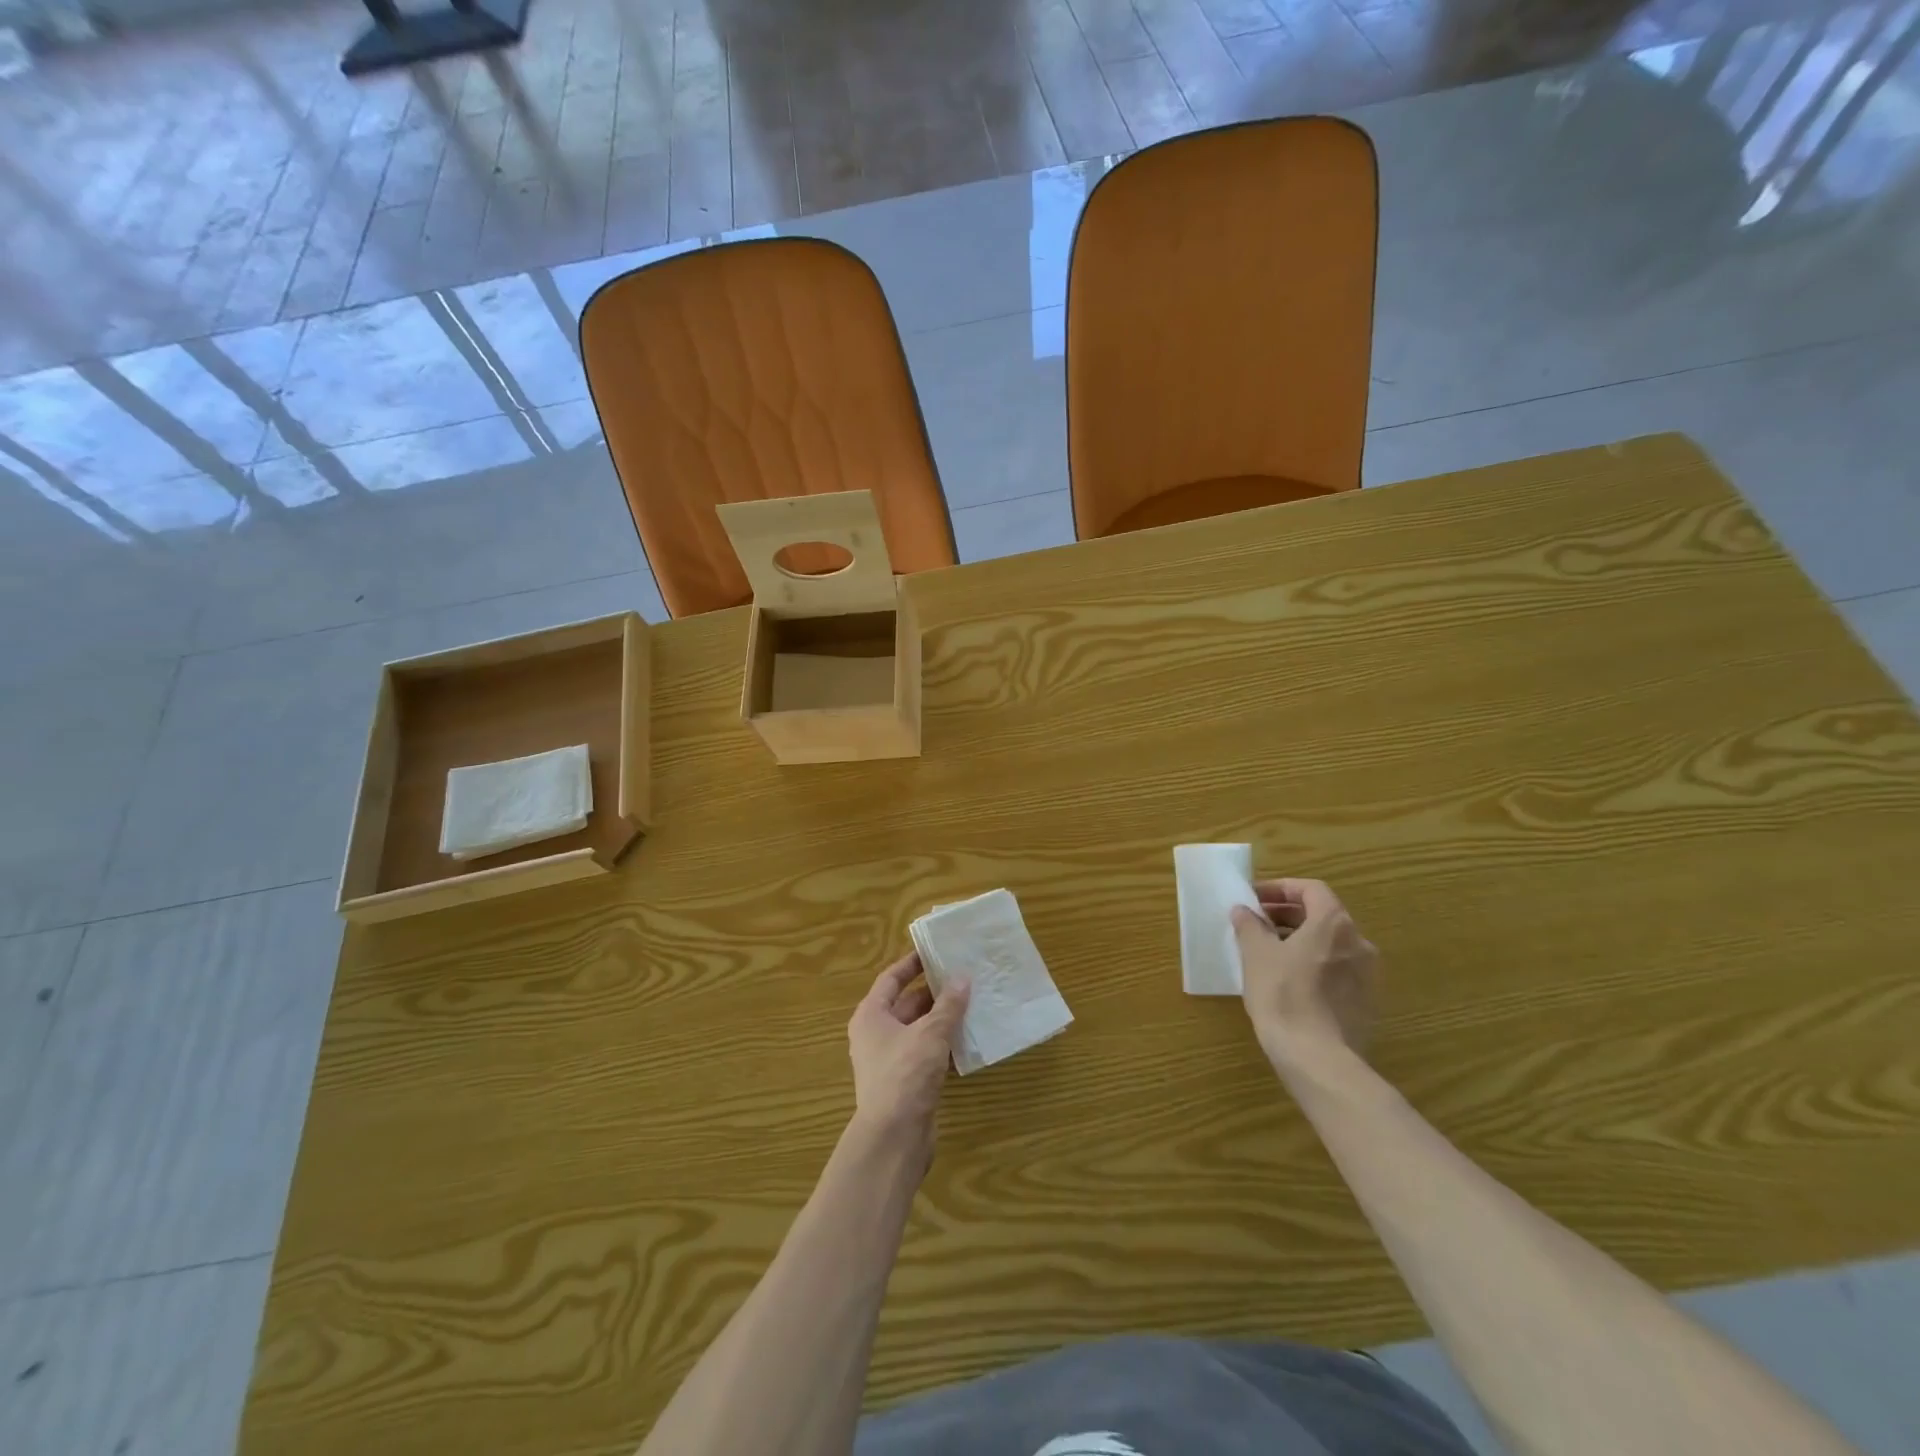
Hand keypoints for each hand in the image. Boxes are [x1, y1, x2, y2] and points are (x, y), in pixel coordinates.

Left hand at [846, 952, 969, 1158]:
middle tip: (964, 977)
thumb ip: (948, 1005)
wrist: (894, 1138)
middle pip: (906, 1004)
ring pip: (919, 1030)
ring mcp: (890, 1060)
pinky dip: (944, 1045)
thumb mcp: (930, 1033)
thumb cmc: (905, 1074)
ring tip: (973, 1003)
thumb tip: (962, 977)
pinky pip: (926, 1053)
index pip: (891, 978)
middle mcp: (876, 1034)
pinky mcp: (906, 1083)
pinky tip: (969, 1040)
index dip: (912, 963)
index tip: (935, 951)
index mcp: (871, 1015)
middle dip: (934, 992)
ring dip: (943, 1019)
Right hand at [1231, 878, 1377, 1072]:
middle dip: (1287, 915)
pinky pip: (1337, 969)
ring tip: (1268, 953)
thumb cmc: (1284, 995)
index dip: (1281, 888)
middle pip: (1322, 915)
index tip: (1254, 899)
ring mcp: (1367, 975)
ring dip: (1300, 940)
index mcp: (1334, 924)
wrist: (1318, 1058)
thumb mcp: (1256, 955)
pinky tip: (1288, 982)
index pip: (1311, 889)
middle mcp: (1359, 942)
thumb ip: (1250, 926)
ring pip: (1330, 944)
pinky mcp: (1365, 1002)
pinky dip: (1313, 964)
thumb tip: (1244, 911)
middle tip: (1256, 924)